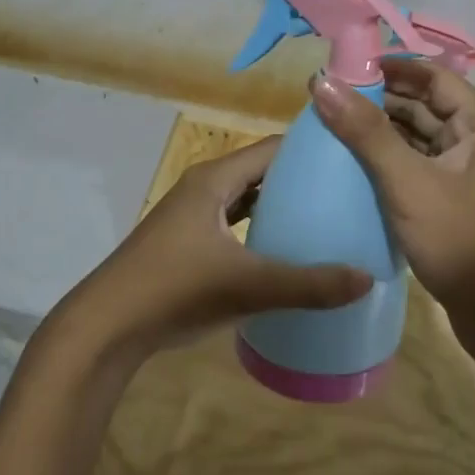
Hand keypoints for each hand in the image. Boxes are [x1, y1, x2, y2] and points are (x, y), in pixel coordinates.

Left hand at [64, 136, 372, 361]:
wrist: (107, 327)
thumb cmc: (175, 290)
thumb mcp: (249, 287)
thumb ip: (309, 284)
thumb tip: (367, 278)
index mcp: (215, 179)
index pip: (273, 148)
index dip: (311, 149)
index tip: (352, 158)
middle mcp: (203, 187)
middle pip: (261, 171)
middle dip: (301, 178)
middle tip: (348, 191)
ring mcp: (191, 215)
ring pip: (246, 198)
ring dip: (279, 204)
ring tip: (325, 216)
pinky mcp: (185, 242)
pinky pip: (233, 222)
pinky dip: (258, 228)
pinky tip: (282, 249)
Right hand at [311, 59, 474, 324]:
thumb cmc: (463, 240)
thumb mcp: (409, 182)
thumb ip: (365, 132)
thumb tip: (322, 82)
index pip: (433, 77)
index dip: (390, 68)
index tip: (344, 70)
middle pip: (427, 106)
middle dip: (380, 102)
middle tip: (329, 102)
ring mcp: (472, 175)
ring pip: (422, 140)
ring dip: (384, 134)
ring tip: (334, 131)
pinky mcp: (459, 203)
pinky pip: (422, 169)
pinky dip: (393, 163)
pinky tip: (357, 170)